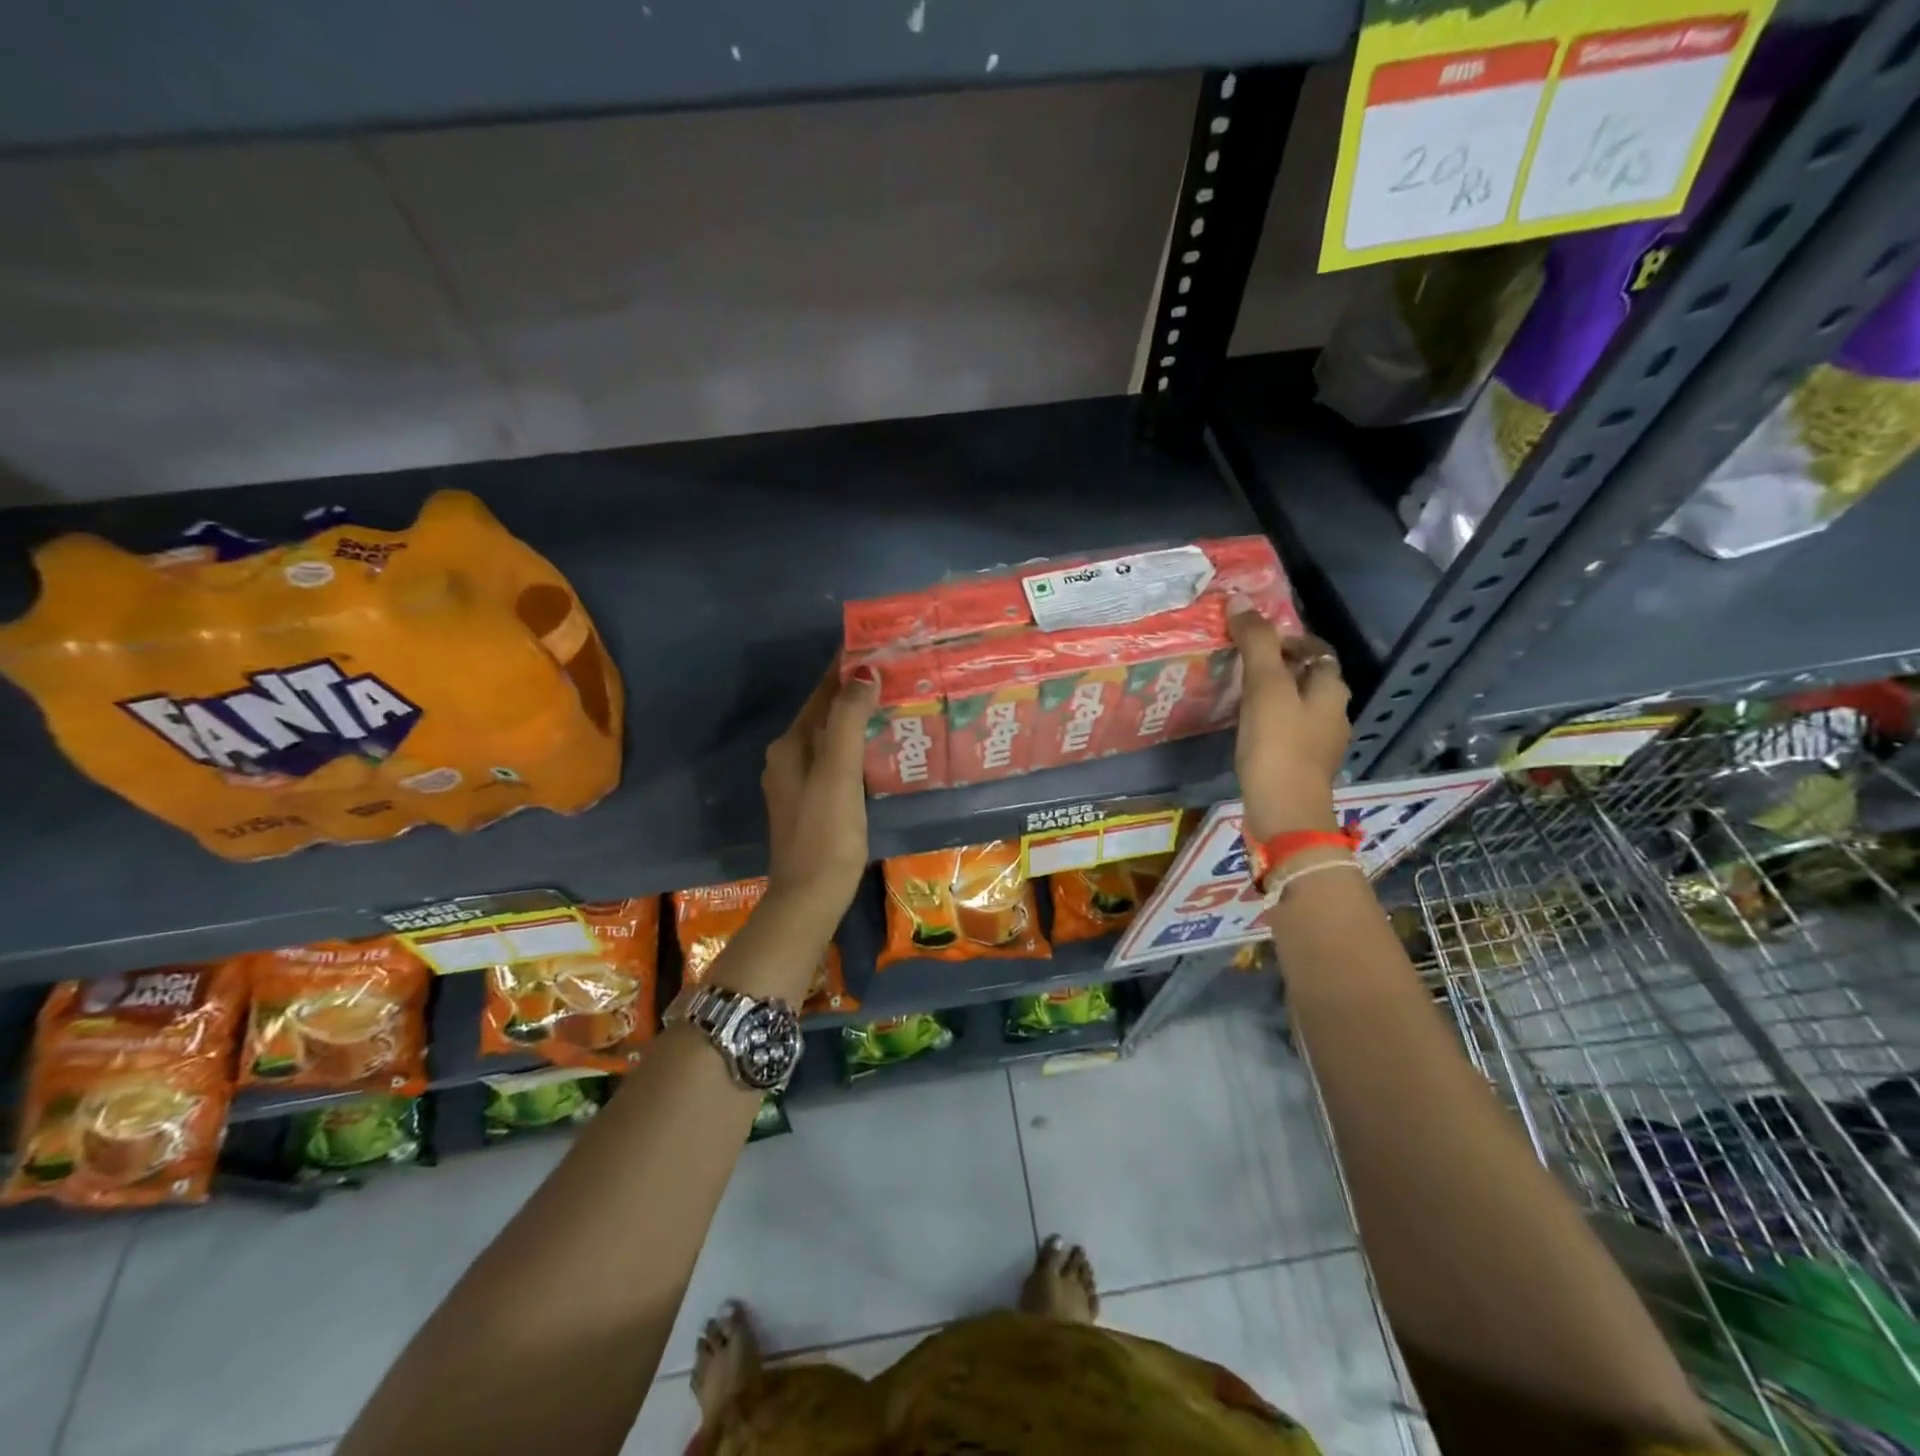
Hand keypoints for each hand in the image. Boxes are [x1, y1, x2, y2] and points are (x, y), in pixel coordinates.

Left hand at [762, 658, 877, 920]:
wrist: (809, 898)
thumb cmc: (826, 833)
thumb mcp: (839, 773)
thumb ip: (848, 720)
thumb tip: (862, 671)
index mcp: (790, 746)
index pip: (821, 693)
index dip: (845, 668)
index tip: (876, 643)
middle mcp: (788, 758)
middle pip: (825, 714)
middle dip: (855, 691)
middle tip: (896, 673)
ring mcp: (798, 783)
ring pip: (831, 737)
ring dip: (858, 718)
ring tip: (895, 702)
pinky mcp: (813, 804)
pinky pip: (836, 760)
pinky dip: (857, 746)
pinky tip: (880, 748)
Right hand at [1229, 607, 1350, 841]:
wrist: (1284, 812)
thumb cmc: (1278, 745)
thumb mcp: (1265, 687)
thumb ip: (1256, 643)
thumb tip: (1240, 600)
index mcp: (1331, 689)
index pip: (1316, 649)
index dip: (1288, 638)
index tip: (1254, 638)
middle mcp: (1333, 713)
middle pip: (1308, 677)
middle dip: (1279, 665)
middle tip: (1240, 662)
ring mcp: (1320, 743)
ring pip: (1297, 705)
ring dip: (1273, 694)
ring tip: (1237, 692)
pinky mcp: (1302, 766)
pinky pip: (1287, 731)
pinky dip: (1269, 721)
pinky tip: (1245, 727)